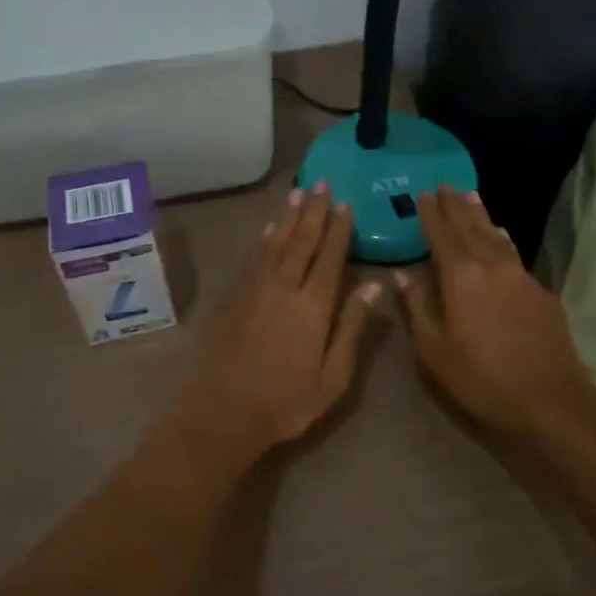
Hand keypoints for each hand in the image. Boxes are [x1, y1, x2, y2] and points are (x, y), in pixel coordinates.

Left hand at [167, 183, 380, 466]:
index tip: (346, 205)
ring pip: (275, 243)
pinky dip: (264, 239)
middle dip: (314, 212)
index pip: (330, 257)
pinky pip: (253, 258)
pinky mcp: (234, 297)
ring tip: (298, 194)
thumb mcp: (333, 377)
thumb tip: (373, 285)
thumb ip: (352, 327)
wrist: (222, 411)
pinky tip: (269, 229)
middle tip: (322, 184)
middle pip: (301, 241)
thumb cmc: (286, 402)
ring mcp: (254, 289)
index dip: (339, 230)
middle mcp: (284, 287)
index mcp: (313, 306)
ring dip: (288, 218)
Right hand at [396, 186, 595, 436]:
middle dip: (456, 205)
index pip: (441, 233)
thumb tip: (401, 274)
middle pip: (471, 225)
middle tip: (445, 185)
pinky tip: (500, 237)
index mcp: (461, 275)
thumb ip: (416, 306)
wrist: (549, 400)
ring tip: (471, 197)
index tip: (422, 194)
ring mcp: (520, 275)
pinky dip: (501, 238)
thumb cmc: (480, 377)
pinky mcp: (540, 291)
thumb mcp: (433, 349)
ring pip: (496, 234)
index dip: (430, 213)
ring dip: (481, 215)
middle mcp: (492, 264)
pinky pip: (513, 252)